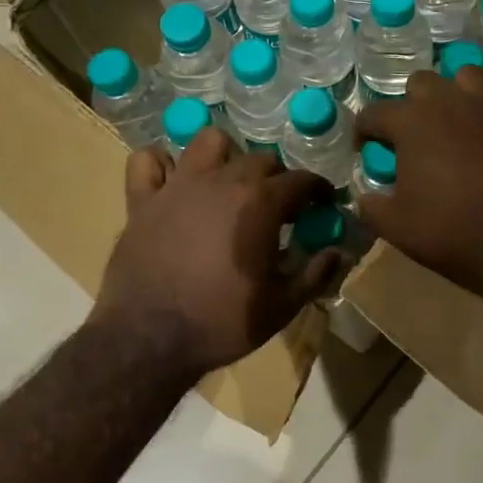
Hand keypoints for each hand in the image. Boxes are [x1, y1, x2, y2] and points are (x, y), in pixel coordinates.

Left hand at [94, 130, 342, 375]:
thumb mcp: (281, 307)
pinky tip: (171, 182)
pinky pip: (147, 162)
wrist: (148, 339)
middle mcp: (222, 180)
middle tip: (279, 205)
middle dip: (277, 176)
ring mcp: (178, 185)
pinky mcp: (142, 199)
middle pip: (260, 159)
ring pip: (208, 142)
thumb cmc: (222, 323)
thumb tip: (340, 253)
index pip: (302, 181)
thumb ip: (315, 275)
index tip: (323, 203)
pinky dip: (161, 165)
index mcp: (261, 203)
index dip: (318, 190)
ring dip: (225, 155)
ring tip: (228, 181)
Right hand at [354, 68, 482, 298]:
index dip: (365, 131)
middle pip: (423, 82)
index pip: (374, 114)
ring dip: (463, 92)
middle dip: (414, 103)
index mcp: (412, 122)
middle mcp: (453, 101)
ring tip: (464, 118)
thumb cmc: (452, 231)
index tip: (366, 148)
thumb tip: (365, 199)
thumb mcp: (396, 227)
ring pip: (472, 75)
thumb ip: (372, 208)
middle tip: (417, 134)